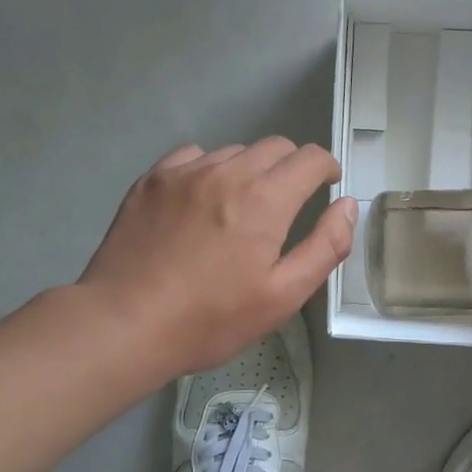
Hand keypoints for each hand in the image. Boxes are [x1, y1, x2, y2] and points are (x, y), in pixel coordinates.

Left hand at [77, 139, 355, 376]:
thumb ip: (325, 246)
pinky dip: (209, 169)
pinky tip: (202, 200)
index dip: (326, 167)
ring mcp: (184, 172)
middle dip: (292, 167)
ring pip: (234, 151)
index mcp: (265, 199)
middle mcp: (227, 172)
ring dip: (250, 169)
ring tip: (241, 206)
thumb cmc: (211, 318)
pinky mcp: (151, 180)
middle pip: (275, 146)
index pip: (310, 157)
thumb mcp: (283, 296)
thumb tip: (347, 205)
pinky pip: (193, 156)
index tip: (326, 185)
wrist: (124, 324)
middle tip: (288, 201)